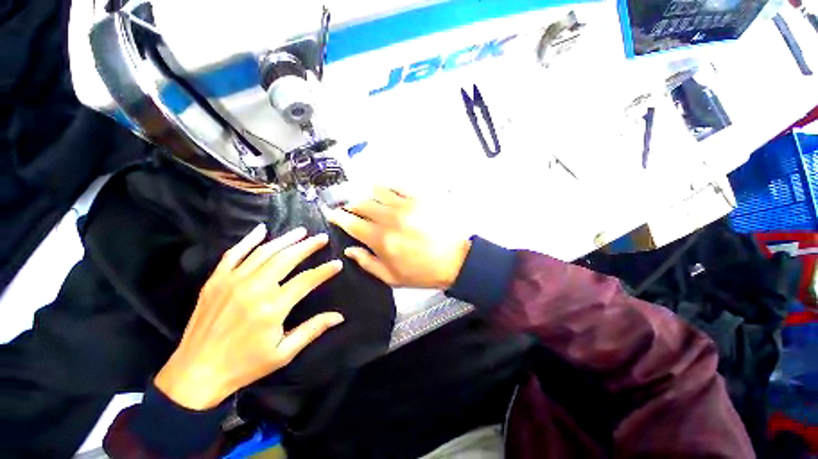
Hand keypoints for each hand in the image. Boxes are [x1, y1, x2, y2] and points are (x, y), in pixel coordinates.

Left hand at [154, 224, 343, 409]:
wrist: (196, 373)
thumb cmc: (244, 366)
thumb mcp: (283, 353)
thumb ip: (312, 330)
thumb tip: (339, 316)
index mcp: (272, 308)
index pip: (306, 280)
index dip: (325, 271)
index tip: (337, 263)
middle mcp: (254, 288)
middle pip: (287, 258)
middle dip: (308, 246)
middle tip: (322, 237)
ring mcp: (232, 281)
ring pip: (264, 252)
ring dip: (286, 239)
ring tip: (301, 231)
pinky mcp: (216, 281)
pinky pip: (234, 254)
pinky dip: (248, 240)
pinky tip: (261, 229)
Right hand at [327, 187, 470, 288]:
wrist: (454, 260)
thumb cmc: (422, 272)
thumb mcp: (391, 277)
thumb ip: (367, 263)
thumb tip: (349, 249)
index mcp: (380, 239)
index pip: (351, 222)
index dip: (338, 216)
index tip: (332, 214)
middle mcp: (389, 218)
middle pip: (361, 203)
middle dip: (350, 204)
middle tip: (350, 208)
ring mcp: (405, 205)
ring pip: (376, 190)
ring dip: (367, 193)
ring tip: (367, 198)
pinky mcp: (419, 198)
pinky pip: (398, 186)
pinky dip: (387, 187)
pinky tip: (386, 191)